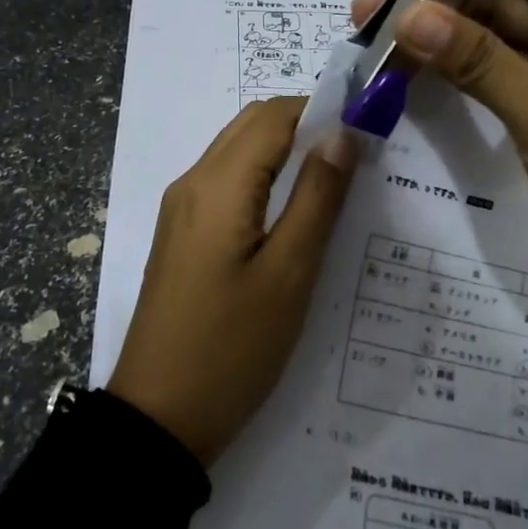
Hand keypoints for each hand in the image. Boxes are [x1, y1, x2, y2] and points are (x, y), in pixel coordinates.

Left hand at [109, 97, 356, 464]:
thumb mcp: (289, 274)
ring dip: (284, 154)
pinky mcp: (181, 236)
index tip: (368, 131)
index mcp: (217, 184)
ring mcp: (181, 210)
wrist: (159, 416)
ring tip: (332, 187)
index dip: (323, 111)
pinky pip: (226, 186)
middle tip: (355, 160)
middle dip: (305, 128)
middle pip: (252, 127)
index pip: (274, 116)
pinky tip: (292, 215)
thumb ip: (317, 198)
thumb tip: (341, 134)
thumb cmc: (232, 347)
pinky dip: (262, 181)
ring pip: (237, 154)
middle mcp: (192, 183)